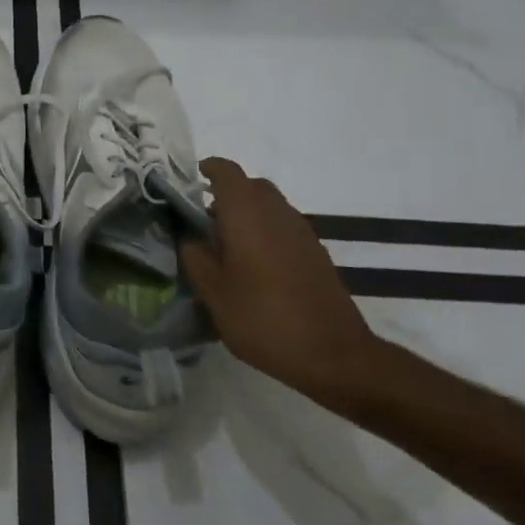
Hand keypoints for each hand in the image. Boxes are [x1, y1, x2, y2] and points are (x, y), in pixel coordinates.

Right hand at [181, 158, 385, 410]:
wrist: (334, 355)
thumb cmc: (263, 318)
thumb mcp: (213, 292)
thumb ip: (195, 257)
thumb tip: (191, 237)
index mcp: (246, 212)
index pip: (226, 171)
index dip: (207, 169)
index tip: (190, 181)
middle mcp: (276, 211)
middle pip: (250, 186)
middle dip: (226, 195)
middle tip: (203, 221)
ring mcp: (301, 231)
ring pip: (269, 206)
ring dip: (247, 215)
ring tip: (227, 248)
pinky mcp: (316, 252)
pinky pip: (283, 227)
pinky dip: (266, 233)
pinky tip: (256, 267)